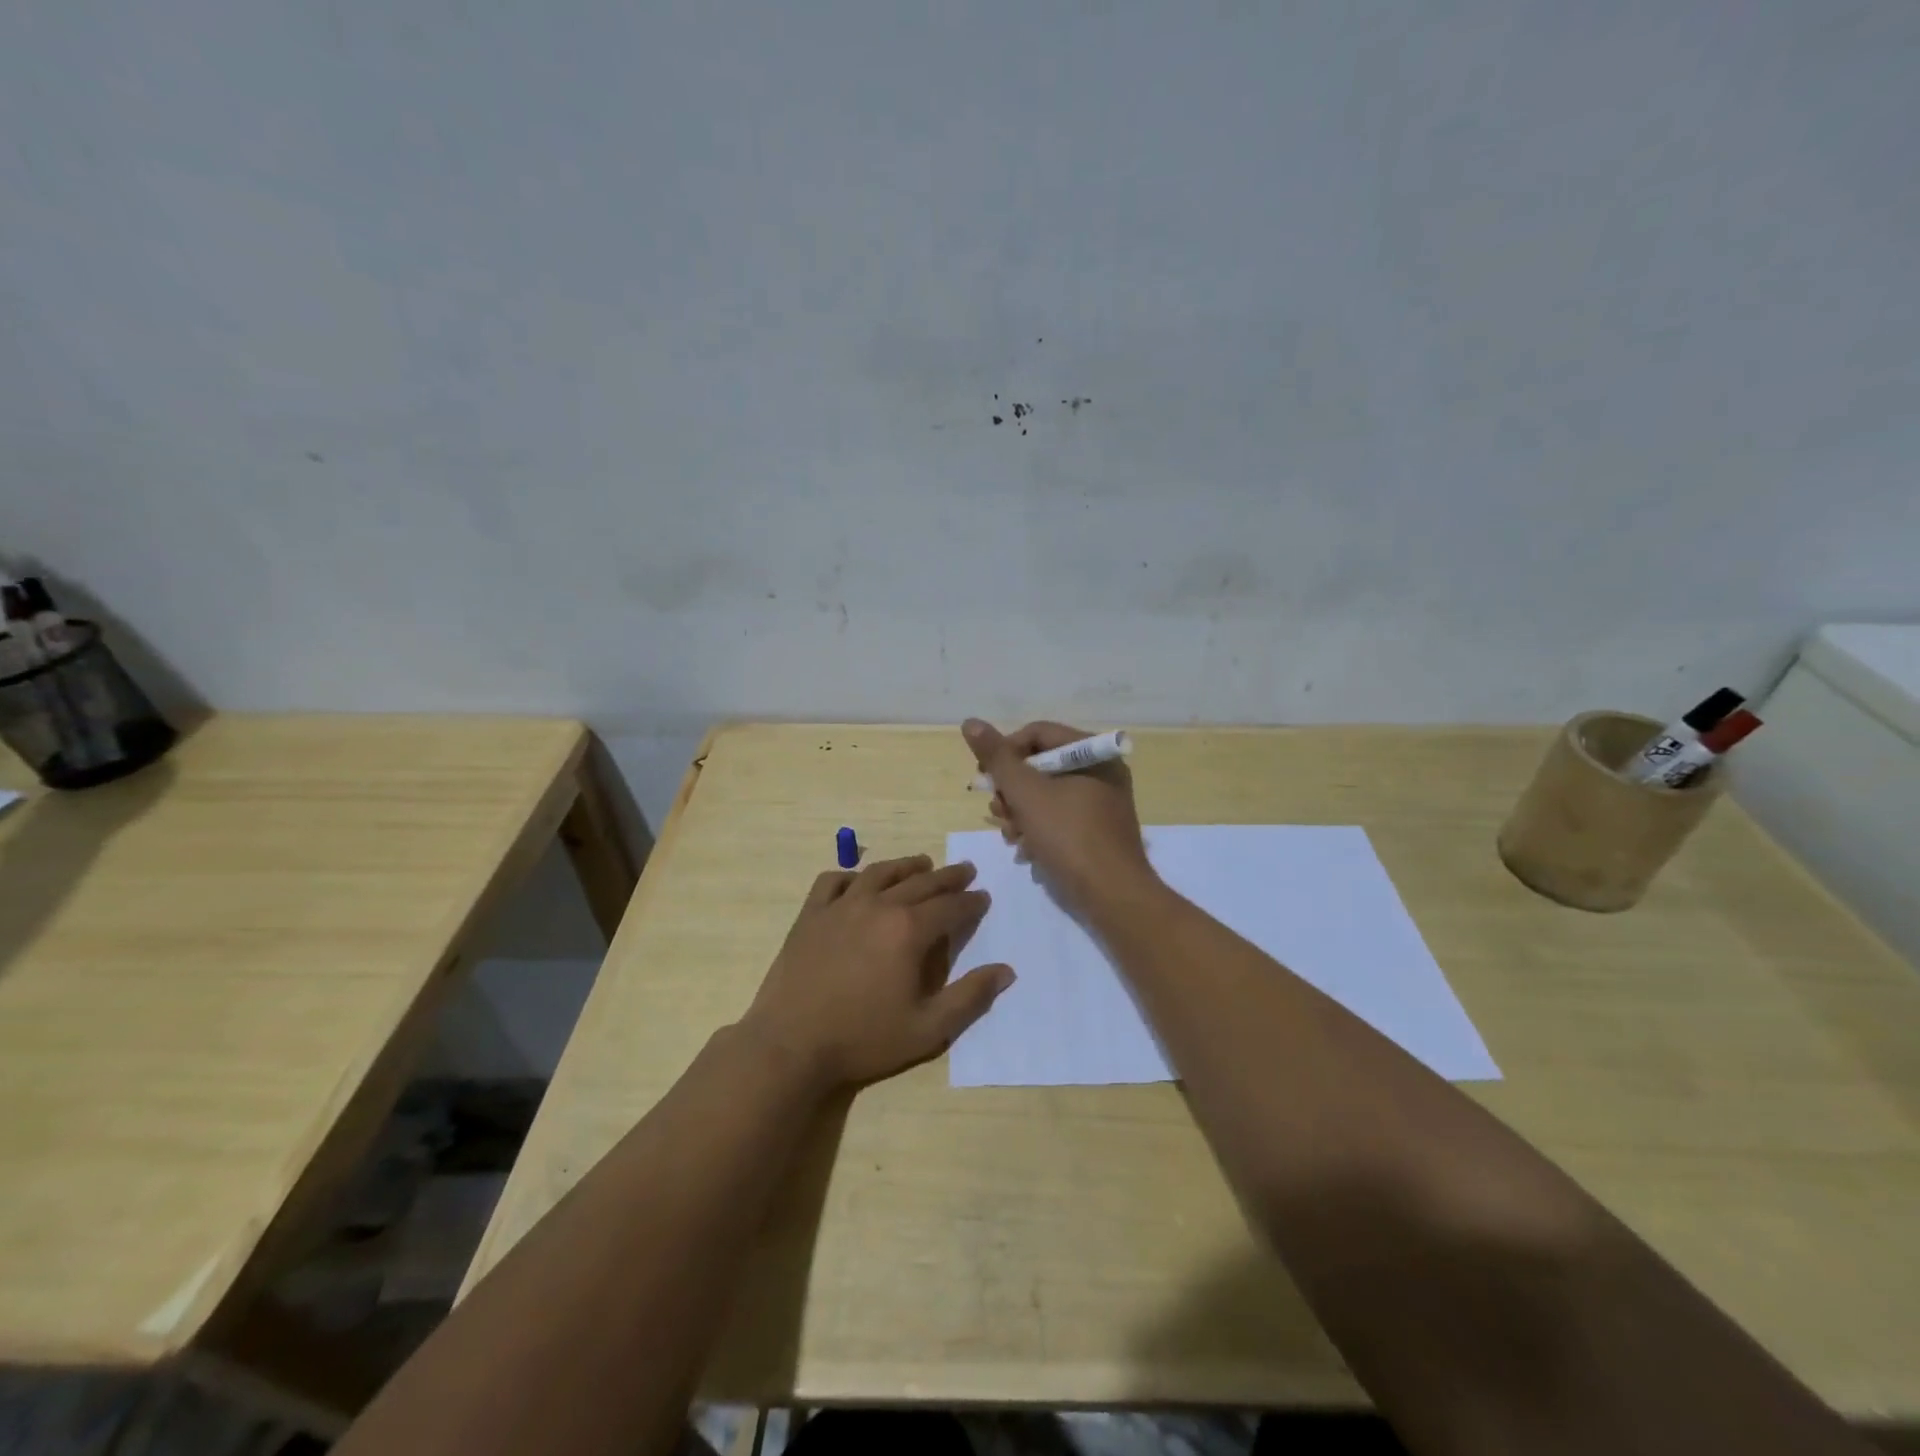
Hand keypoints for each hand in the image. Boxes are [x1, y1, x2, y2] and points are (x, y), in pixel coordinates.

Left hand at [738, 855, 1014, 1092]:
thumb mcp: (928, 1029)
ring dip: (906, 866)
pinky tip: (858, 882)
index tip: (983, 897)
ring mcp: (841, 906)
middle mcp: (878, 906)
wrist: (791, 1044)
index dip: (971, 902)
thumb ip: (970, 997)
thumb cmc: (863, 1039)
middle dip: (948, 877)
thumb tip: (1006, 971)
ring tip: (922, 863)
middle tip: (965, 871)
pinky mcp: (811, 914)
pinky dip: (851, 876)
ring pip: (880, 873)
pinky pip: (833, 881)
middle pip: (920, 883)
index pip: (950, 907)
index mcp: (909, 930)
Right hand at [963, 718, 1155, 914]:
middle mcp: (1101, 771)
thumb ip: (997, 758)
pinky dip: (1038, 829)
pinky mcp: (1097, 830)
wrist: (1113, 896)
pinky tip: (1026, 850)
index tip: (985, 778)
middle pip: (1040, 765)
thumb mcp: (1026, 793)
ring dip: (1021, 813)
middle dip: (1012, 790)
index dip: (1005, 752)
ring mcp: (1101, 802)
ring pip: (1046, 794)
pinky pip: (1059, 817)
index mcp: (1093, 752)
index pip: (1037, 733)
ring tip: (1012, 836)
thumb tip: (970, 722)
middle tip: (998, 812)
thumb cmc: (1069, 837)